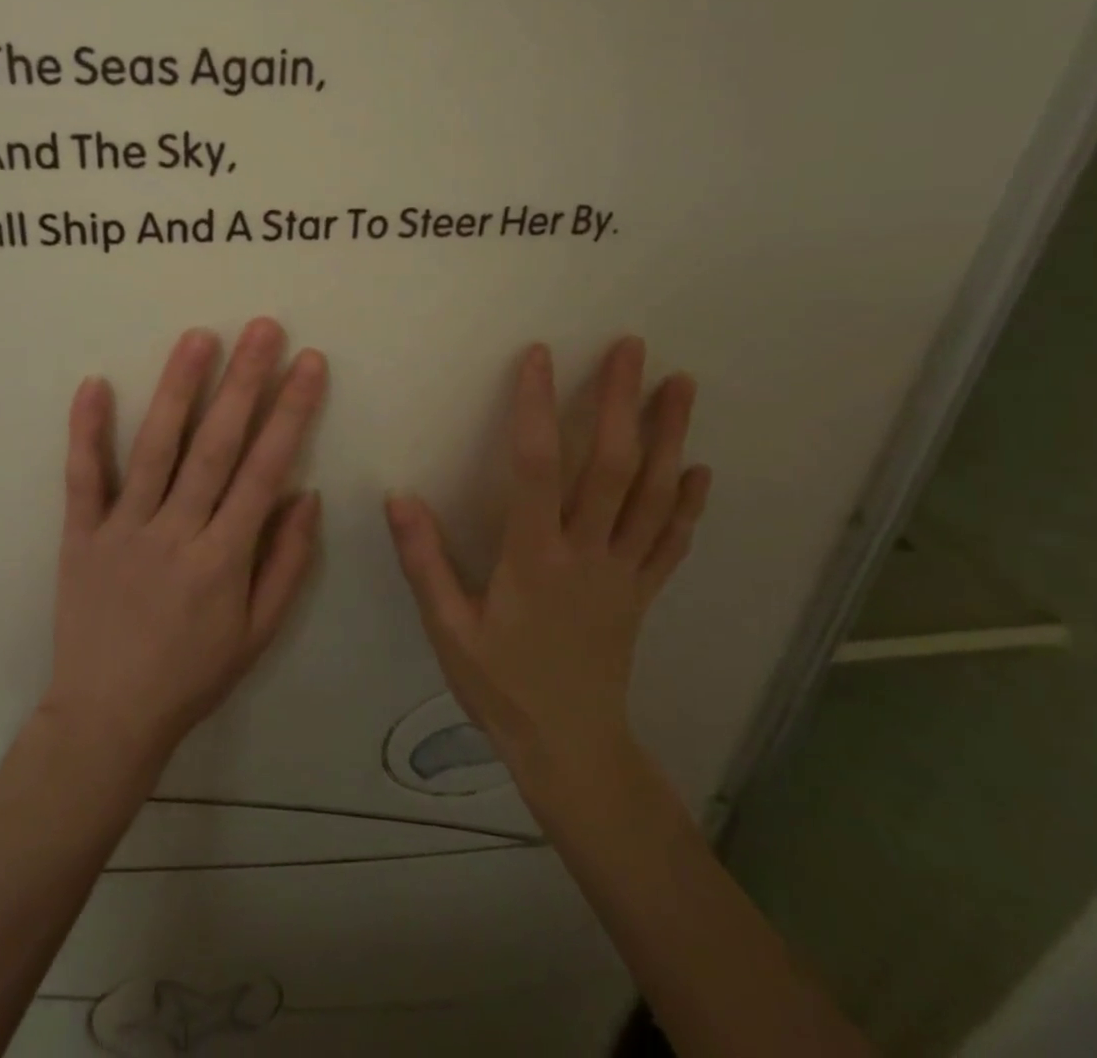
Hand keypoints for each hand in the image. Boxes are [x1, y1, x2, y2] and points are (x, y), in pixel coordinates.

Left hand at [43, 319, 327, 768]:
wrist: (107, 717)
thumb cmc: (192, 675)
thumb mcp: (258, 633)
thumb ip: (286, 563)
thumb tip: (306, 494)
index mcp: (224, 557)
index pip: (265, 469)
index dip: (290, 412)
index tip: (308, 364)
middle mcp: (176, 532)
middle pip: (216, 445)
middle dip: (244, 382)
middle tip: (262, 327)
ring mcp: (123, 530)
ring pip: (155, 448)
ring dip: (178, 389)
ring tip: (198, 337)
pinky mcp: (80, 535)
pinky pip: (83, 478)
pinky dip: (86, 431)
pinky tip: (94, 383)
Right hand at [386, 337, 711, 790]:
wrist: (569, 748)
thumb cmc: (500, 686)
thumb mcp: (448, 629)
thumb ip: (424, 561)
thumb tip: (399, 496)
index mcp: (534, 557)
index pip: (535, 467)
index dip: (535, 407)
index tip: (539, 356)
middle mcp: (586, 553)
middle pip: (610, 467)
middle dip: (621, 402)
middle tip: (633, 348)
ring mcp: (623, 572)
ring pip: (652, 494)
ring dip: (670, 436)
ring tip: (682, 385)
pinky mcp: (641, 592)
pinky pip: (670, 541)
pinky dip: (686, 503)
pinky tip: (697, 470)